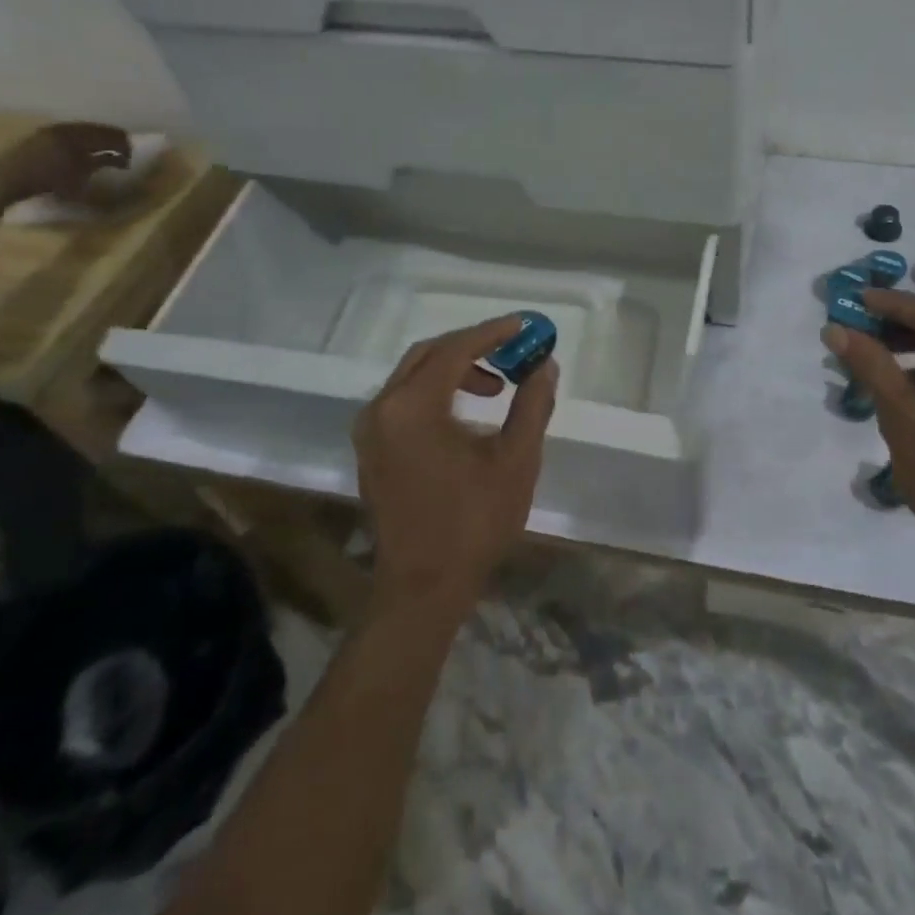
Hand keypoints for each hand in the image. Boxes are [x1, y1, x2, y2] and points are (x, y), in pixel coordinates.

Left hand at [0, 122, 131, 204]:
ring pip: (81, 130)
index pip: (108, 135)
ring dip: (95, 139)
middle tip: (123, 148)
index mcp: (78, 136)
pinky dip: (80, 140)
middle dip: (111, 138)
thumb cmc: (48, 182)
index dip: (122, 144)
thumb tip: (119, 159)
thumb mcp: (81, 177)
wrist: (5, 180)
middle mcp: (65, 128)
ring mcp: (49, 132)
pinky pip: (67, 133)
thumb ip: (102, 164)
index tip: (132, 154)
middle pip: (95, 130)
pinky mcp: (38, 137)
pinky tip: (82, 150)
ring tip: (104, 149)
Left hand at [352, 316, 557, 623]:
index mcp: (413, 408)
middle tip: (513, 351)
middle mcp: (382, 409)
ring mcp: (370, 430)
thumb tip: (545, 365)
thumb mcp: (516, 461)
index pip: (456, 349)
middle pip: (429, 354)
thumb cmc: (473, 524)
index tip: (526, 326)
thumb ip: (532, 405)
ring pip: (413, 375)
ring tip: (497, 388)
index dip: (494, 333)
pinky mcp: (370, 449)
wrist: (422, 588)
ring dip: (455, 369)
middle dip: (473, 346)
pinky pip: (403, 400)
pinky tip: (466, 412)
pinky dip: (436, 391)